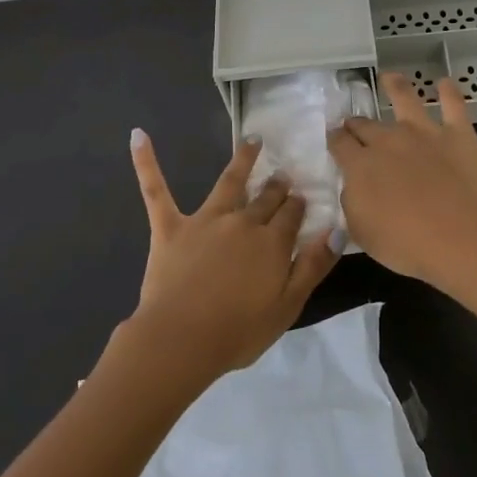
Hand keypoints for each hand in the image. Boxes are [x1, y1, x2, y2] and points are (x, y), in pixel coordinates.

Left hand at [124, 130, 338, 381]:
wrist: (182, 340)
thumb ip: (314, 265)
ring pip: (229, 182)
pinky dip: (146, 162)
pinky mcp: (170, 227)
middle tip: (282, 176)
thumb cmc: (238, 331)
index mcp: (272, 242)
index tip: (301, 198)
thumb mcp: (289, 306)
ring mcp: (205, 221)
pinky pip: (156, 190)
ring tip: (252, 141)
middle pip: (266, 197)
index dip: (298, 205)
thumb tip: (337, 229)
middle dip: (277, 185)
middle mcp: (242, 222)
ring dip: (243, 160)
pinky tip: (138, 135)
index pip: (292, 214)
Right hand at [327, 73, 476, 295]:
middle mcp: (388, 140)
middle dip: (357, 123)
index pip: (339, 143)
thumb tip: (352, 185)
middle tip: (355, 125)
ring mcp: (424, 133)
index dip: (334, 140)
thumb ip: (351, 202)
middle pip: (366, 124)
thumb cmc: (403, 243)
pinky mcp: (457, 135)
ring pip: (405, 99)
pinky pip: (453, 106)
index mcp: (360, 164)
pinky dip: (449, 92)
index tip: (334, 140)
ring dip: (396, 86)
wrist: (457, 237)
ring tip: (391, 77)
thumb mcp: (360, 231)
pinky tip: (445, 82)